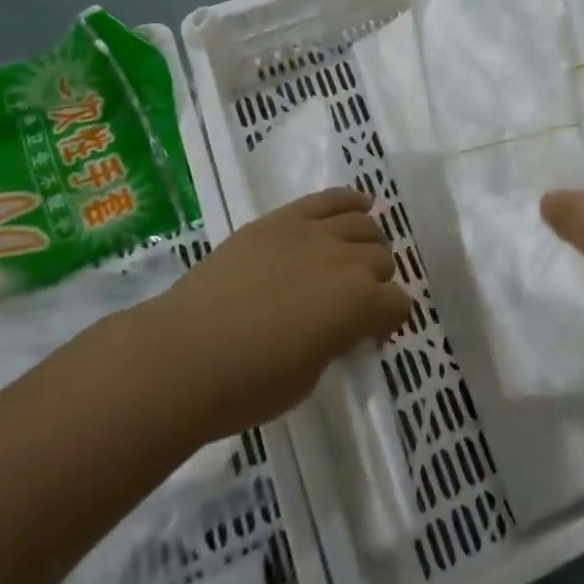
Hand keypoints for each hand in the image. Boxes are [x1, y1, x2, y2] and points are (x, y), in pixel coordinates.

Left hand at [140, 189, 411, 443]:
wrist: (185, 354)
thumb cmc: (248, 384)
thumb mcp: (309, 376)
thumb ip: (335, 341)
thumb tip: (338, 327)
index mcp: (360, 305)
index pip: (398, 304)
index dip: (389, 320)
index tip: (371, 334)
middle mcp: (347, 261)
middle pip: (381, 259)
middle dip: (375, 280)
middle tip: (354, 299)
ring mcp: (314, 233)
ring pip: (362, 224)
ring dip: (365, 242)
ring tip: (354, 254)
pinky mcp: (283, 218)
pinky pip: (328, 198)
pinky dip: (349, 200)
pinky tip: (358, 204)